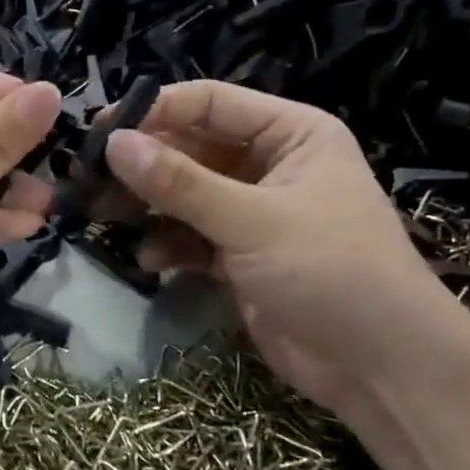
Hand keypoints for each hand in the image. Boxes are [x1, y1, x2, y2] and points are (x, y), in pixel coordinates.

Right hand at [100, 80, 454, 411]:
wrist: (381, 367)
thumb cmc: (330, 270)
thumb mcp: (252, 220)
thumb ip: (180, 182)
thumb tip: (113, 142)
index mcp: (289, 135)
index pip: (210, 103)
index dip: (155, 111)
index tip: (100, 130)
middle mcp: (268, 166)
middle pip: (190, 149)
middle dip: (142, 165)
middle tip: (87, 179)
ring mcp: (252, 213)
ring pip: (184, 196)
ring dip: (146, 206)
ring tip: (101, 217)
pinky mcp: (239, 257)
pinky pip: (190, 237)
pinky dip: (166, 245)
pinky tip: (146, 261)